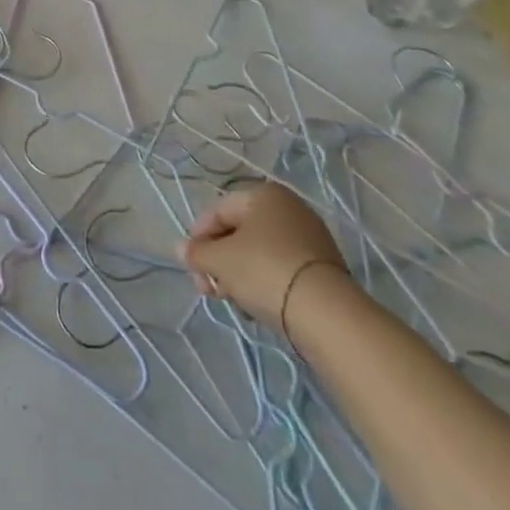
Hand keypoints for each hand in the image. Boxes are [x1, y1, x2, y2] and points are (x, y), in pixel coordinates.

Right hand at [178, 181, 345, 325]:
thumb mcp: (220, 260)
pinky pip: (281, 269)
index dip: (198, 238)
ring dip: (238, 275)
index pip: (217, 211)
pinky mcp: (323, 268)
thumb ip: (196, 253)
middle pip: (238, 233)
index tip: (191, 266)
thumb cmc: (264, 271)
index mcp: (263, 194)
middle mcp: (289, 208)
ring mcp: (310, 238)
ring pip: (259, 253)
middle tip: (208, 289)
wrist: (327, 314)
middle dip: (218, 261)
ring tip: (233, 302)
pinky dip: (265, 284)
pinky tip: (257, 307)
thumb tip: (181, 249)